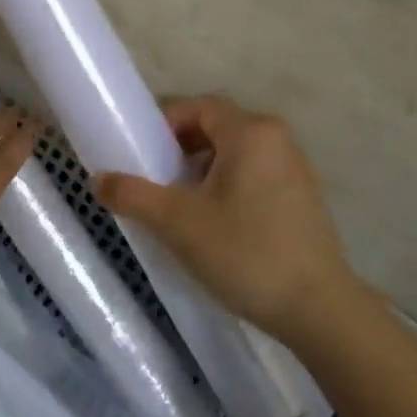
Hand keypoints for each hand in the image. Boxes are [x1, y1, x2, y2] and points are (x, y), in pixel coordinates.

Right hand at [93, 95, 361, 339]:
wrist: (319, 311)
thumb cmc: (245, 253)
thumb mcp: (177, 223)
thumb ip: (132, 195)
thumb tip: (97, 179)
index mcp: (251, 132)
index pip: (197, 106)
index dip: (162, 122)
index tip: (137, 149)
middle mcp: (277, 140)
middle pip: (216, 127)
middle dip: (179, 146)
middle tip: (152, 175)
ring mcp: (295, 169)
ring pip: (235, 153)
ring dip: (201, 168)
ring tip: (177, 201)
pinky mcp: (303, 199)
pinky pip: (254, 175)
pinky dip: (225, 185)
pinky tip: (212, 221)